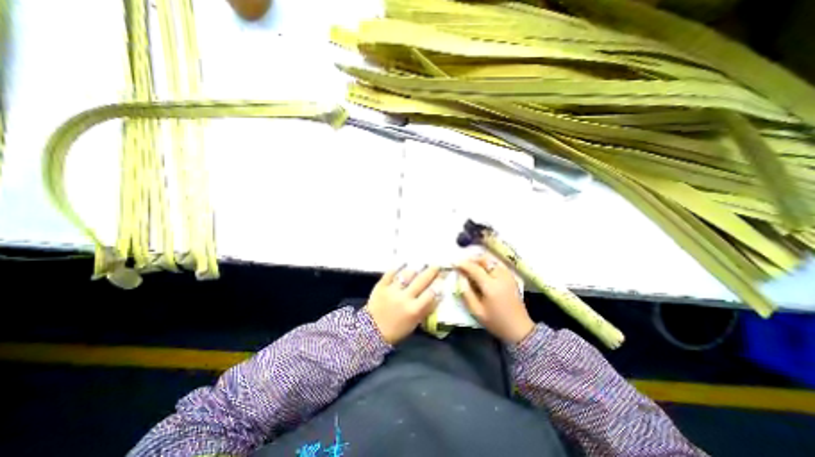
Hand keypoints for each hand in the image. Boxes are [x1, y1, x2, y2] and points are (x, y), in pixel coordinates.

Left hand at [365, 265, 440, 343]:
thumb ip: (425, 309)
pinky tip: (404, 262)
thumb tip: (436, 295)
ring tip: (420, 264)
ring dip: (415, 269)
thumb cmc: (396, 330)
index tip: (443, 276)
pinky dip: (397, 267)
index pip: (431, 293)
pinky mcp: (381, 286)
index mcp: (414, 310)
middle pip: (421, 281)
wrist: (371, 332)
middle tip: (436, 265)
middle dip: (431, 271)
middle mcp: (405, 298)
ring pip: (407, 275)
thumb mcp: (414, 323)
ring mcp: (392, 290)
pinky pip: (391, 273)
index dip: (438, 283)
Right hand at [455, 256, 538, 344]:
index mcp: (490, 286)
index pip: (474, 269)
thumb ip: (466, 293)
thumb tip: (460, 277)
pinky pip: (498, 264)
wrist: (519, 329)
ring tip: (472, 266)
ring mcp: (507, 276)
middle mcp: (500, 277)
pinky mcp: (511, 277)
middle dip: (472, 259)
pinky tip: (483, 270)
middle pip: (485, 260)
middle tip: (463, 264)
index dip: (463, 264)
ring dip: (480, 260)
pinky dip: (489, 263)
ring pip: (492, 260)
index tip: (454, 262)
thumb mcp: (477, 311)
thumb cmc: (496, 322)